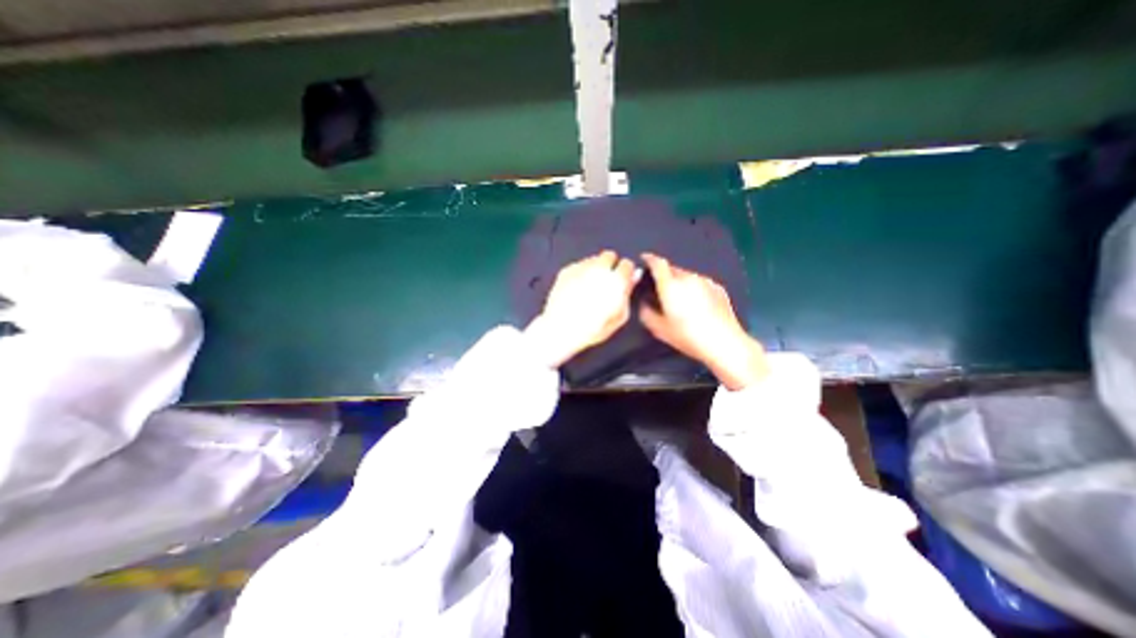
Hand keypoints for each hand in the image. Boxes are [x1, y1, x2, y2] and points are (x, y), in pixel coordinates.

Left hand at [525, 248, 637, 369]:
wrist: (561, 329)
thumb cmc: (593, 328)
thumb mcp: (619, 317)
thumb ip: (628, 294)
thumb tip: (633, 277)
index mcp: (616, 280)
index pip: (627, 264)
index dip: (625, 273)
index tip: (622, 280)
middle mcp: (599, 269)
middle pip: (609, 255)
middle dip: (610, 265)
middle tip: (606, 281)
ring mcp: (581, 267)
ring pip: (593, 259)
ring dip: (595, 268)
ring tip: (590, 286)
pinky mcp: (567, 270)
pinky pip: (579, 265)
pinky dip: (581, 273)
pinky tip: (577, 288)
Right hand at [642, 252, 767, 391]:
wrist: (724, 342)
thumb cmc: (688, 336)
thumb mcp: (659, 329)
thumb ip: (646, 313)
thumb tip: (643, 303)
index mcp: (671, 285)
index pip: (658, 263)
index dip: (649, 259)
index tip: (644, 259)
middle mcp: (688, 278)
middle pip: (672, 269)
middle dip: (664, 275)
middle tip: (659, 289)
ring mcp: (705, 281)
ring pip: (687, 276)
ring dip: (680, 282)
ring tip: (679, 299)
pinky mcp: (718, 288)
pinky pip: (700, 283)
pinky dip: (694, 288)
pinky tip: (696, 304)